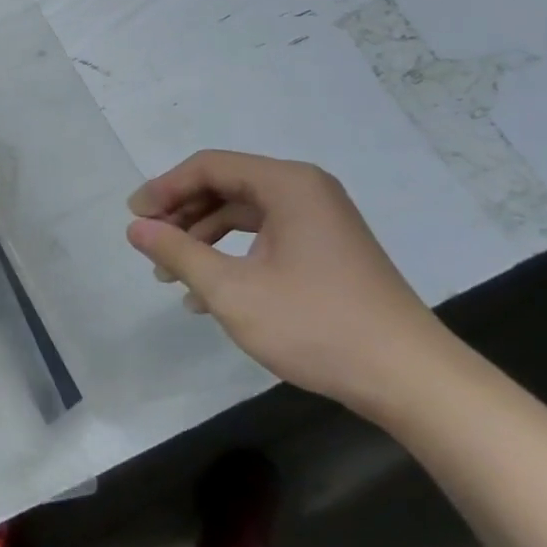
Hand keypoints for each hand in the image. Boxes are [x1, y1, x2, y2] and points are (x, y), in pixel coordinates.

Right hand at [125, 151, 453, 413]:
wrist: (411, 380)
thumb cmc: (316, 325)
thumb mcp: (232, 291)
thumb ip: (178, 253)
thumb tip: (136, 227)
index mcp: (287, 185)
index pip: (209, 166)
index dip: (165, 187)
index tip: (134, 217)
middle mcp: (305, 191)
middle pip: (225, 185)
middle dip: (181, 213)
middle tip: (149, 242)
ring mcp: (320, 221)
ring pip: (243, 213)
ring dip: (202, 237)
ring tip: (170, 273)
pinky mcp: (326, 250)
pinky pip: (264, 237)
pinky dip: (231, 255)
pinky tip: (206, 293)